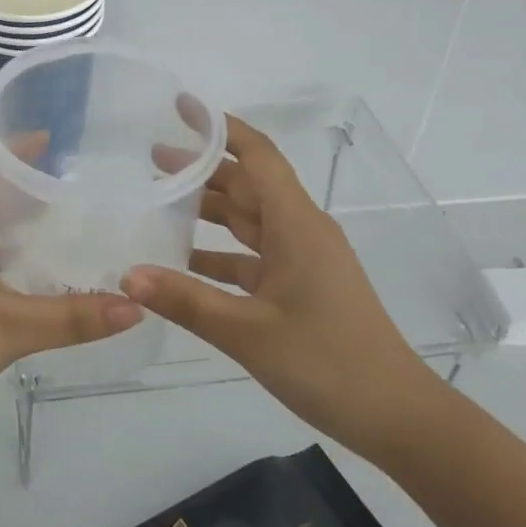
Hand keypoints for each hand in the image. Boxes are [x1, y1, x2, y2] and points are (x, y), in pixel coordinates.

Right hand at [122, 115, 442, 461]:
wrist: (398, 418)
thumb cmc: (328, 363)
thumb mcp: (248, 332)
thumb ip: (186, 300)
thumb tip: (127, 275)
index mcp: (296, 224)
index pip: (257, 155)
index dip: (220, 128)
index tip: (181, 109)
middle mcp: (300, 230)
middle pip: (247, 183)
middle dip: (201, 167)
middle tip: (150, 159)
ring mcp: (303, 259)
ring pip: (249, 219)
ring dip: (208, 208)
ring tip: (159, 200)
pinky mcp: (300, 286)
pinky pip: (252, 256)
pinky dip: (219, 252)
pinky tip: (183, 260)